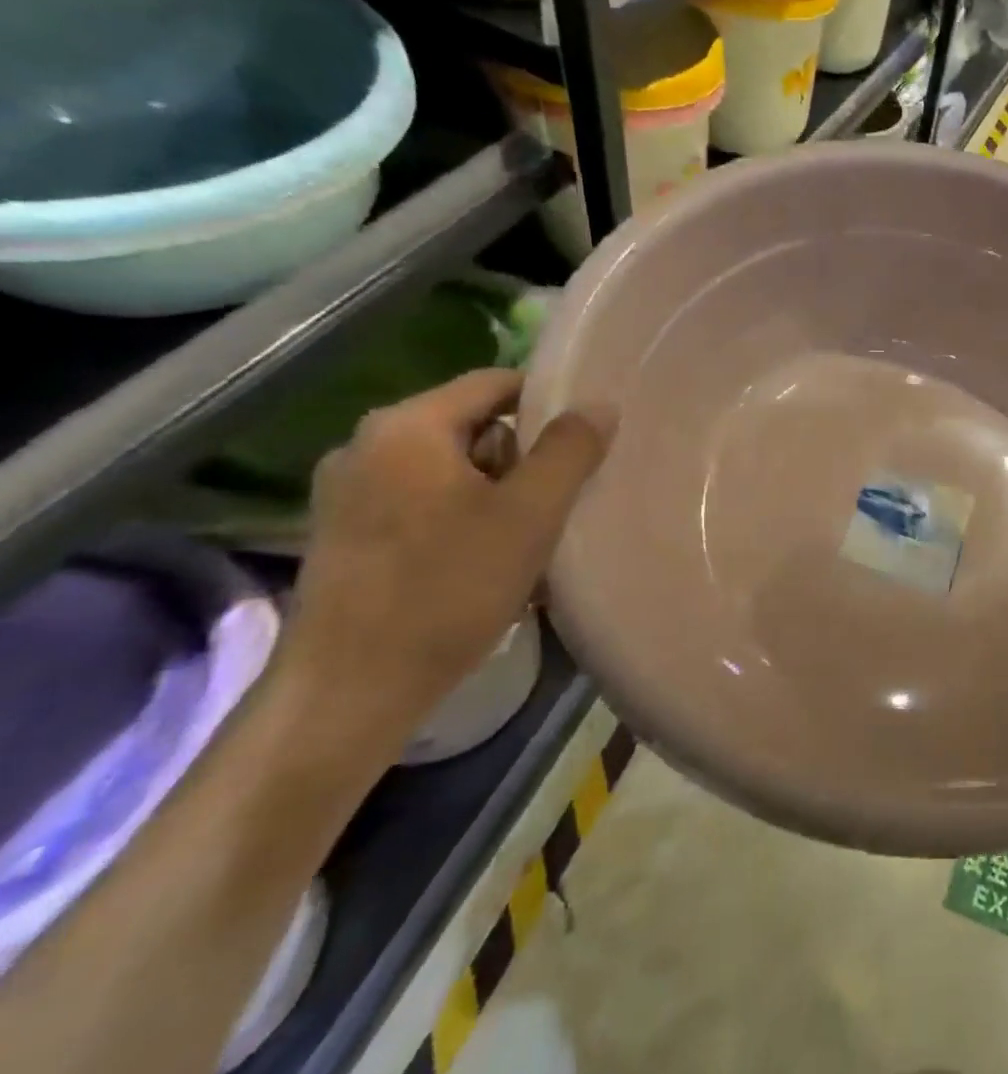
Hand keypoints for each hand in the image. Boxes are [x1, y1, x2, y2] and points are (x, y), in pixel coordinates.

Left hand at [275, 369, 611, 752]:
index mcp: (407, 426)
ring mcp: (346, 491)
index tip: (585, 443)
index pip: (495, 382)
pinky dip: (459, 516)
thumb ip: (569, 450)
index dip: (548, 403)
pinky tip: (479, 561)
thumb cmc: (448, 589)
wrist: (351, 690)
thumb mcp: (530, 514)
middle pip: (472, 424)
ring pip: (448, 466)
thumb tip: (599, 404)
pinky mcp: (343, 532)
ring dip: (493, 491)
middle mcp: (366, 445)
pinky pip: (420, 500)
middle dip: (520, 457)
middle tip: (551, 504)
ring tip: (521, 540)